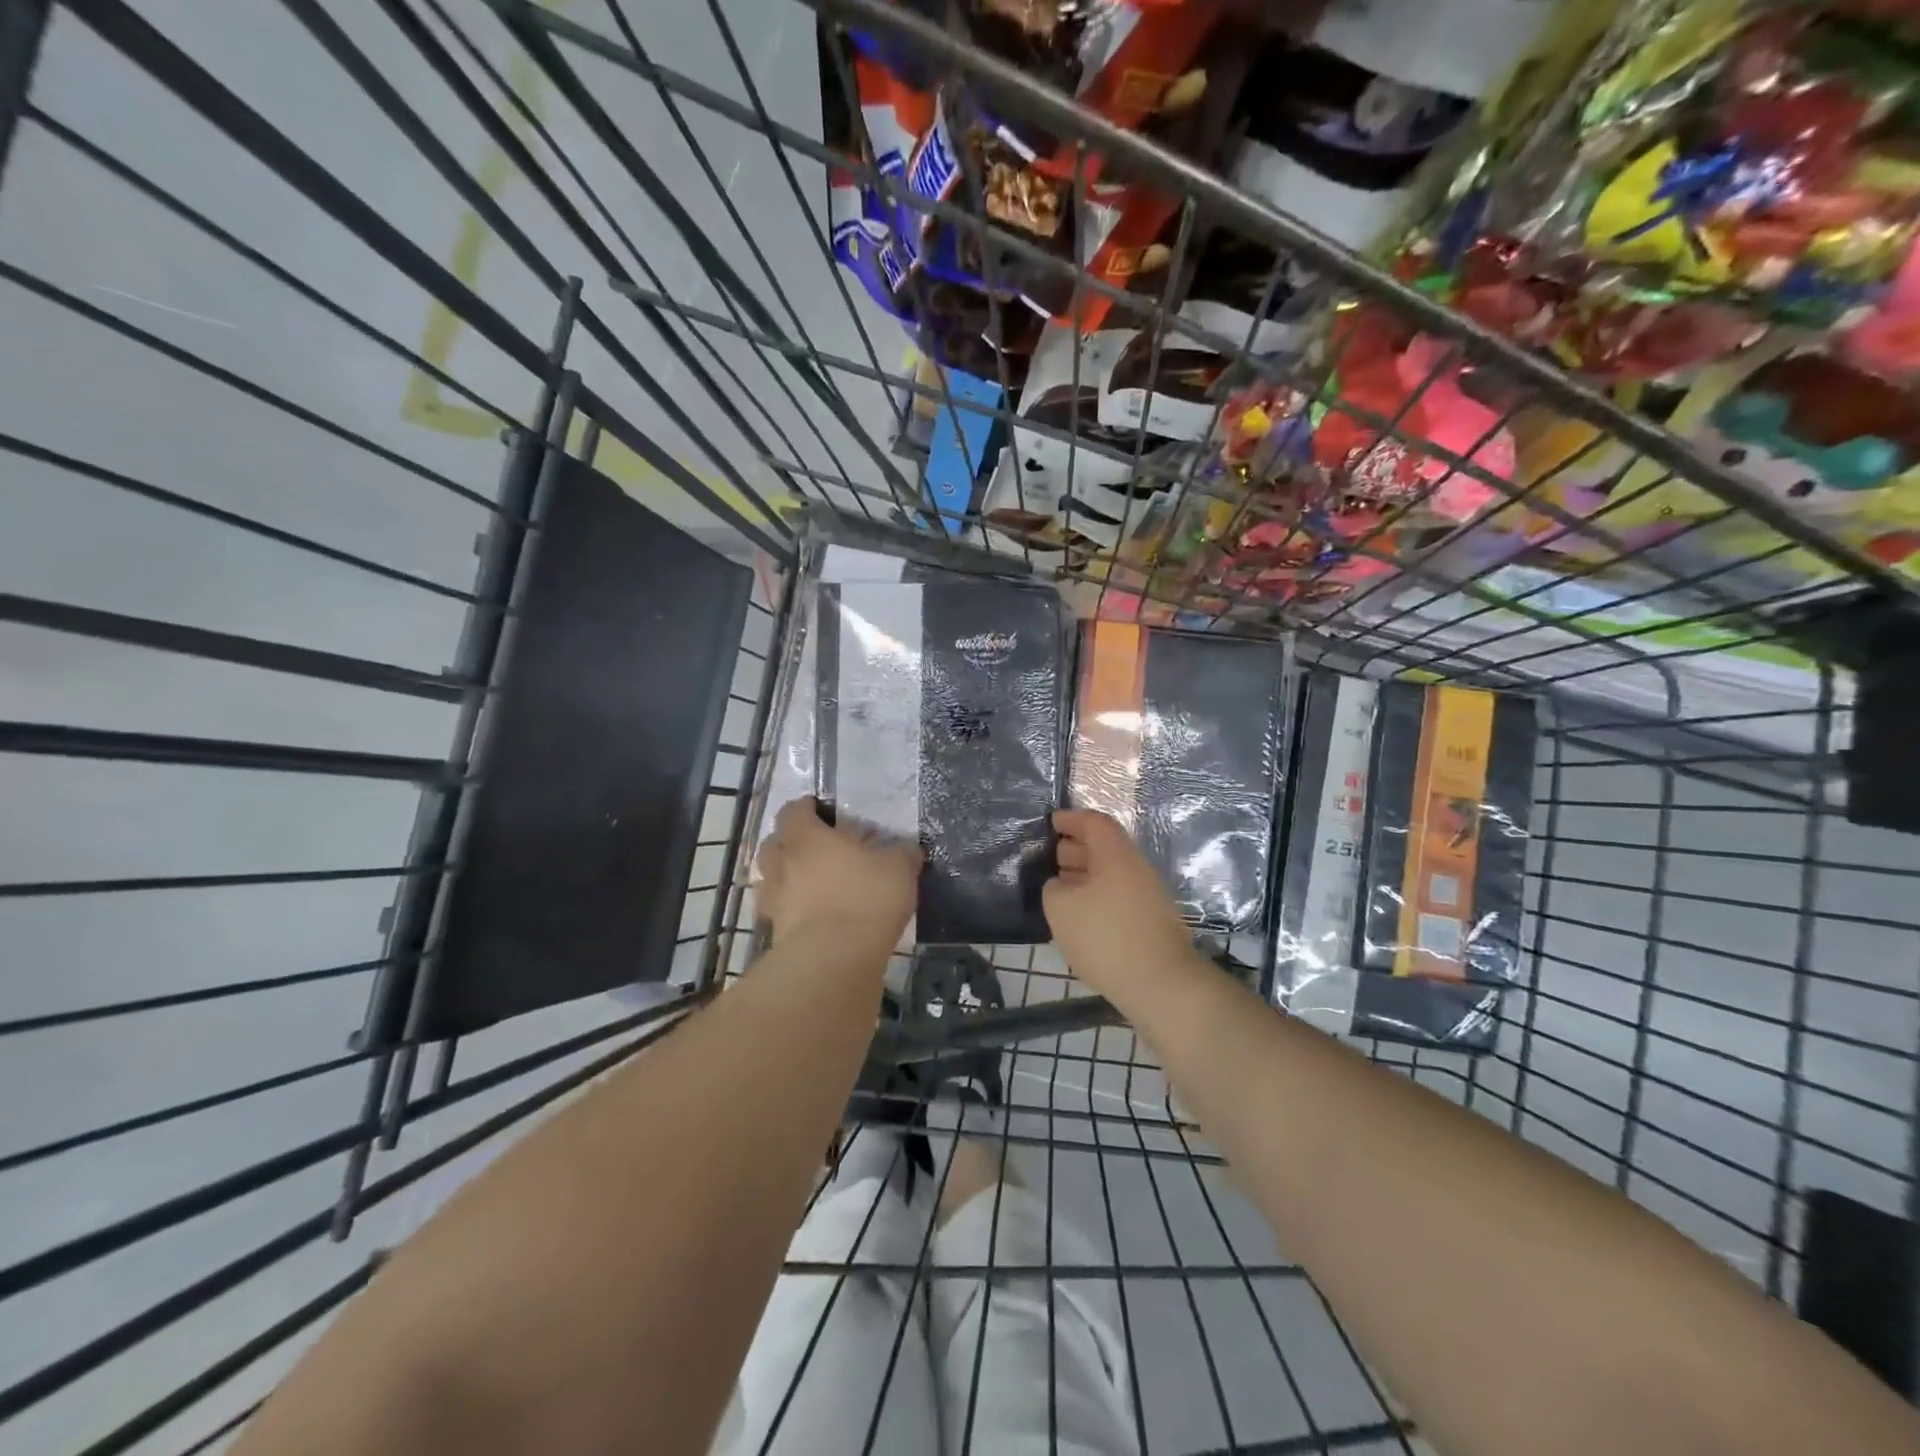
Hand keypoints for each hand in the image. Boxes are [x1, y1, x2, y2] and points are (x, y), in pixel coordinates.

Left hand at [754, 797, 920, 946]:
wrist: (835, 959)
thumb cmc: (865, 898)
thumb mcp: (899, 869)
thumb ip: (902, 854)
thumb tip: (907, 849)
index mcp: (807, 838)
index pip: (793, 810)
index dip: (805, 808)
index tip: (821, 811)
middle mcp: (782, 864)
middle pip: (773, 843)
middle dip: (789, 842)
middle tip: (815, 848)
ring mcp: (774, 900)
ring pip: (770, 877)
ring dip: (785, 876)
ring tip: (811, 883)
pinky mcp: (775, 932)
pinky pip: (778, 911)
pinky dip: (790, 909)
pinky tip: (812, 915)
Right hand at [1044, 809, 1195, 996]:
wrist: (1161, 984)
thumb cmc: (1105, 937)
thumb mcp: (1060, 908)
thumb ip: (1053, 888)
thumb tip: (1060, 885)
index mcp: (1115, 855)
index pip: (1094, 823)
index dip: (1071, 819)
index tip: (1051, 822)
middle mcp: (1136, 868)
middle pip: (1105, 846)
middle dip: (1076, 847)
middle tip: (1051, 857)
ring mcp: (1149, 895)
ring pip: (1112, 873)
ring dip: (1086, 875)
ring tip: (1061, 888)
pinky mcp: (1153, 921)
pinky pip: (1119, 895)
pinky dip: (1098, 896)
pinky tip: (1082, 916)